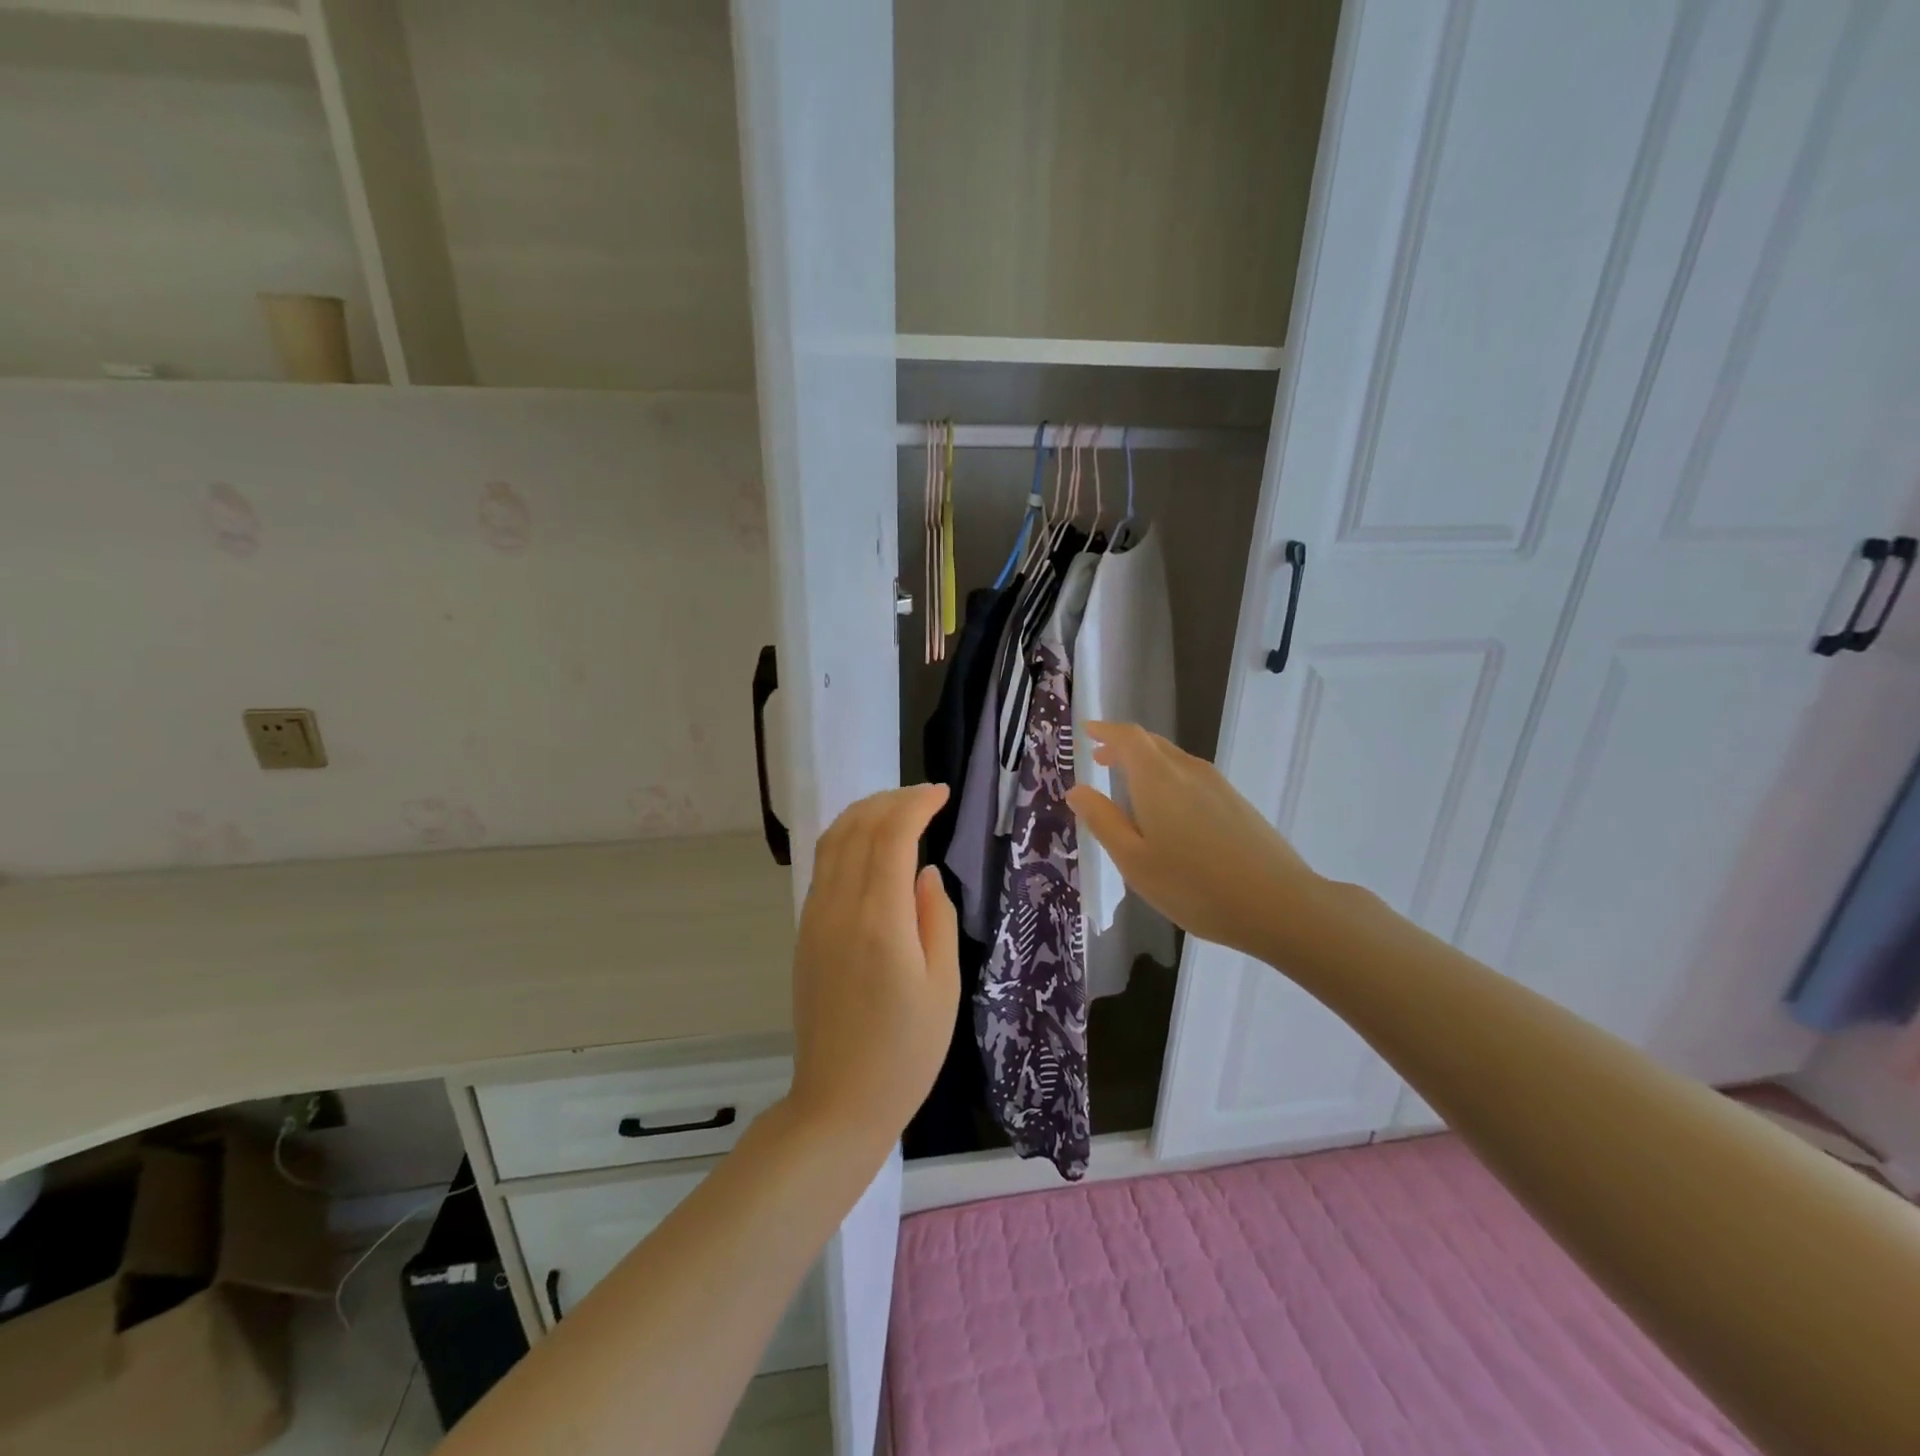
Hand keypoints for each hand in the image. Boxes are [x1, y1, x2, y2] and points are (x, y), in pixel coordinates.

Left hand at [784, 785, 959, 1157]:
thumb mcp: (943, 987)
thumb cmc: (906, 1052)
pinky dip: (846, 838)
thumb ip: (936, 918)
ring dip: (864, 813)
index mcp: (880, 921)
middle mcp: (839, 908)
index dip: (916, 804)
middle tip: (925, 796)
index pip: (892, 836)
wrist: (839, 1101)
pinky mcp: (805, 932)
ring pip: (832, 841)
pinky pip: (823, 866)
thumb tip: (924, 873)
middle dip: (891, 799)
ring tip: (898, 809)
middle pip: (857, 827)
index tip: (942, 794)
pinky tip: (868, 845)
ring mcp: (815, 918)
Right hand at [1066, 722, 1320, 960]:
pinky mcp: (1236, 802)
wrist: (1279, 904)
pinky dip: (1167, 779)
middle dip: (1122, 747)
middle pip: (1151, 743)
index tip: (1087, 733)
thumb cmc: (1194, 886)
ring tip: (1127, 786)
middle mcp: (1188, 770)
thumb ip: (1103, 820)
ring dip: (1145, 764)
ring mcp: (1217, 785)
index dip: (1105, 731)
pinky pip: (1191, 776)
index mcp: (1157, 778)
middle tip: (1100, 760)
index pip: (1128, 737)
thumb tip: (1077, 789)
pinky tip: (1167, 812)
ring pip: (1173, 760)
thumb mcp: (1134, 860)